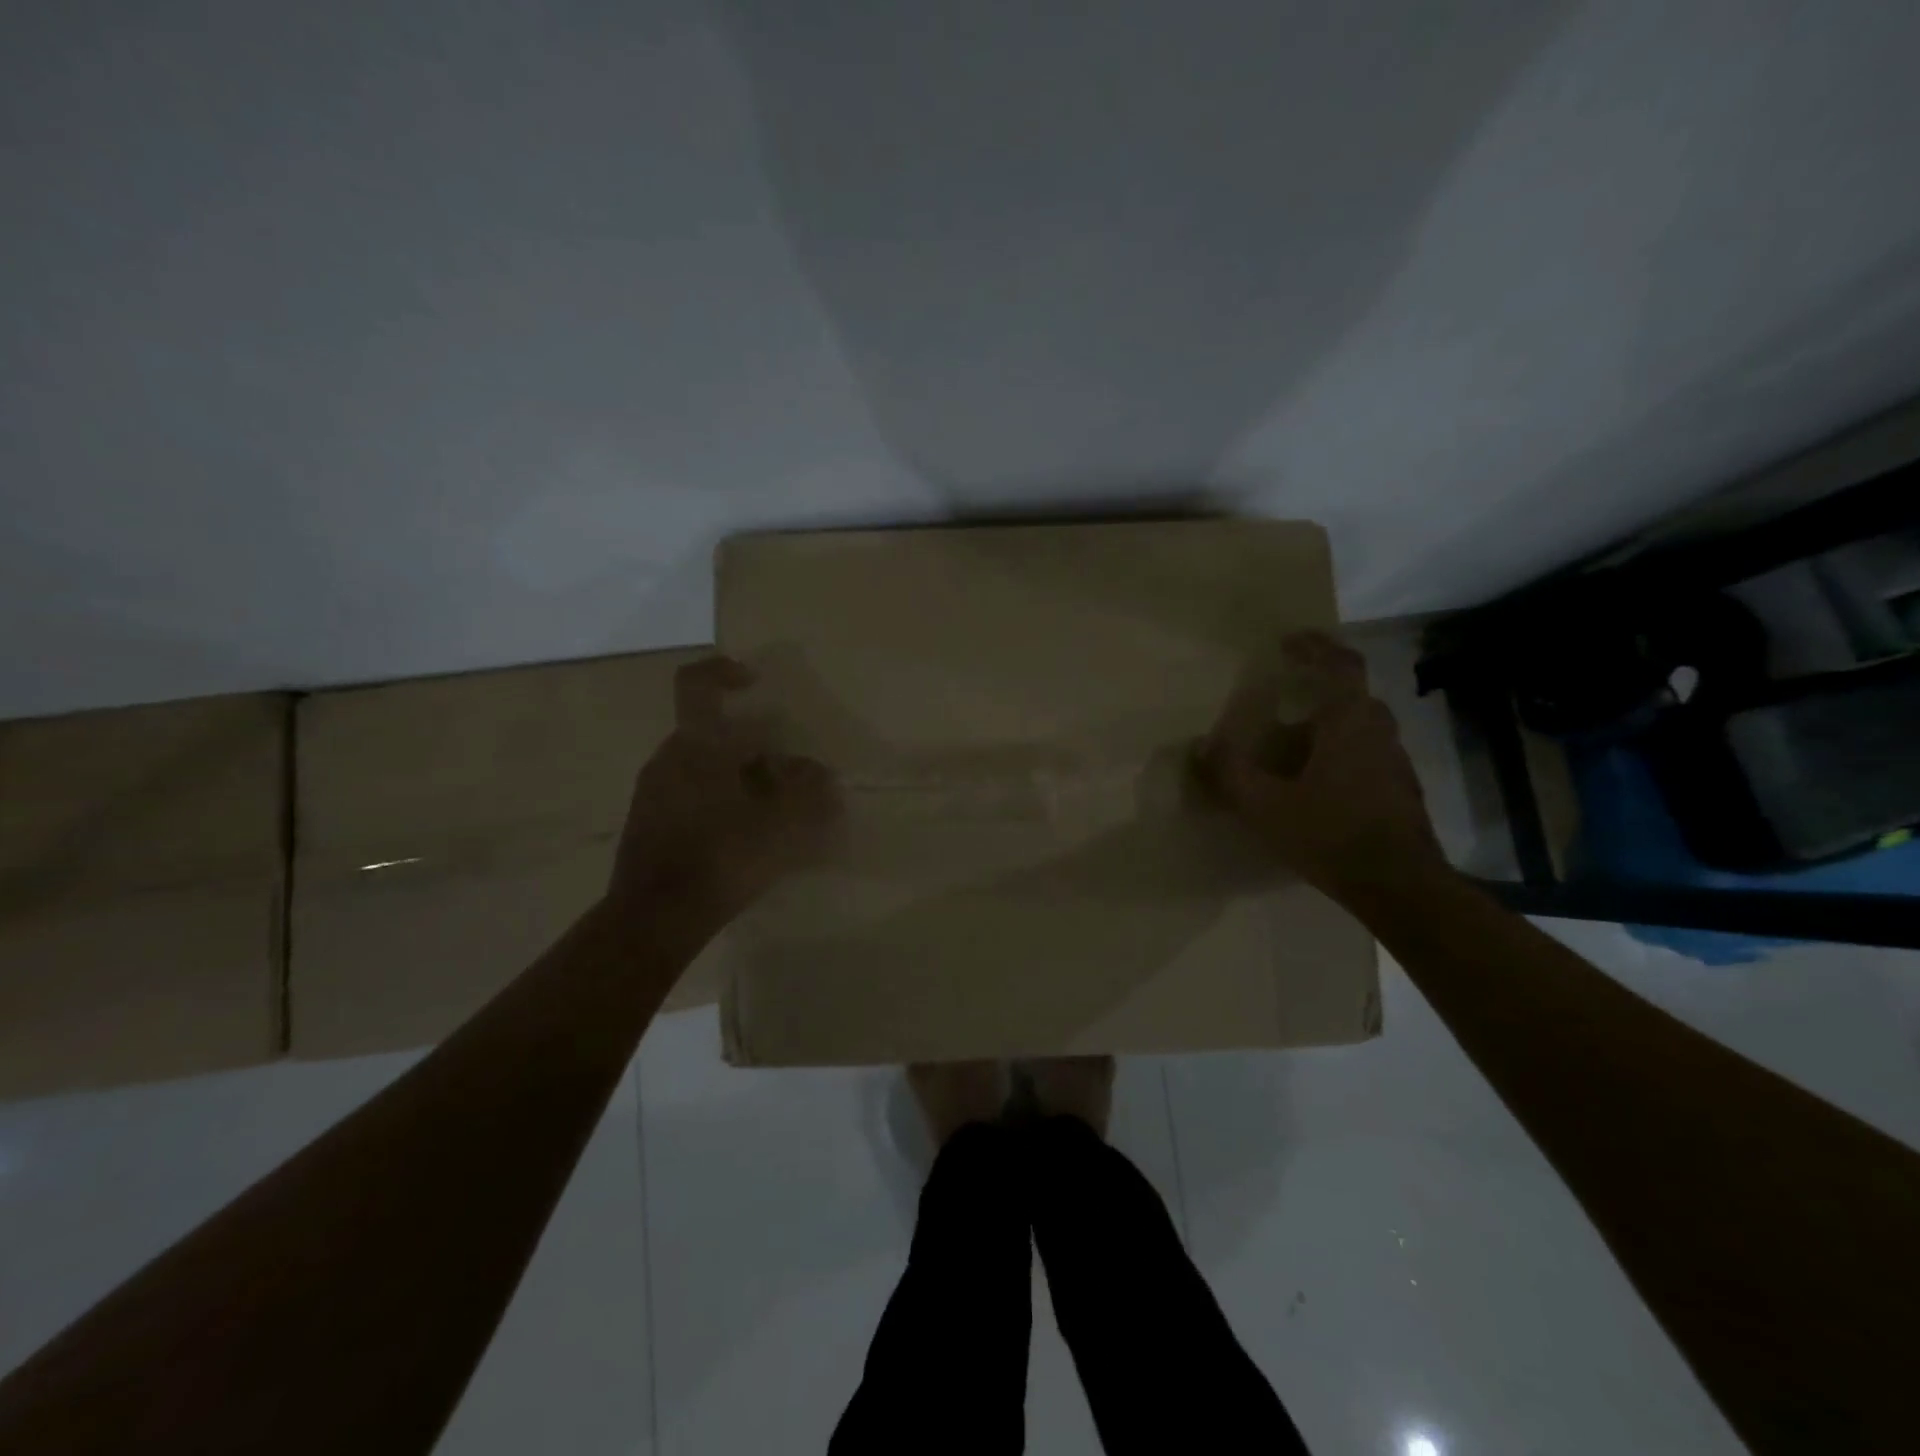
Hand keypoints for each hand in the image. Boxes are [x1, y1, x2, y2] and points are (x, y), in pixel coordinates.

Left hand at [611, 656, 841, 919]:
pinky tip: (749, 835)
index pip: (697, 685)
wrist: (654, 919)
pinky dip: (724, 801)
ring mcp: (654, 792)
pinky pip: (693, 795)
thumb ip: (808, 793)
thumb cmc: (720, 858)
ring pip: (706, 767)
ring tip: (776, 812)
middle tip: (790, 776)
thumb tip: (820, 774)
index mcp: (695, 746)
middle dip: (757, 748)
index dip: (725, 672)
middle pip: (715, 734)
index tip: (755, 683)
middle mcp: (668, 759)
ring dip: (743, 778)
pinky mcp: (651, 823)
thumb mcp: (780, 824)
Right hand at [1200, 632, 1443, 897]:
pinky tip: (1314, 782)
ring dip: (1328, 724)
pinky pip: (1366, 755)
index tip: (1289, 640)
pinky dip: (1339, 753)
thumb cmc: (1331, 835)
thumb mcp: (1266, 806)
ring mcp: (1396, 762)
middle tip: (1283, 694)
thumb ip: (1229, 773)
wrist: (1400, 887)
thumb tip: (1198, 746)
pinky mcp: (1400, 791)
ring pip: (1360, 727)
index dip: (1316, 647)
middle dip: (1318, 688)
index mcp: (1350, 722)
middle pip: (1352, 695)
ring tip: (1291, 742)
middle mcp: (1380, 732)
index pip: (1341, 665)